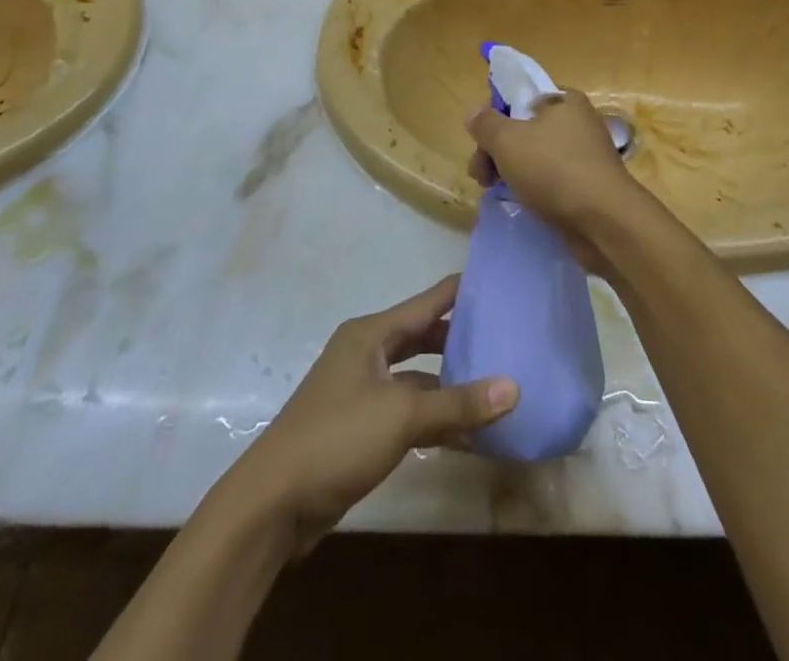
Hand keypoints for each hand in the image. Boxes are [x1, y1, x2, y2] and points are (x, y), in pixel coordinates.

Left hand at [227, 276, 516, 553]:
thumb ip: (458, 402)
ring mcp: (362, 391)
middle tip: (506, 338)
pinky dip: (434, 418)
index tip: (501, 285)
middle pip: (422, 337)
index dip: (461, 293)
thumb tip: (514, 388)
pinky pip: (408, 411)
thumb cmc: (337, 438)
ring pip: (417, 377)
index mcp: (370, 333)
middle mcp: (366, 353)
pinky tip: (468, 434)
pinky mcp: (362, 427)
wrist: (274, 503)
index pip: (426, 302)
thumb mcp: (402, 416)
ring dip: (450, 384)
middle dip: (460, 340)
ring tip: (495, 386)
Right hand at [465, 89, 650, 271]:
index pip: (520, 97)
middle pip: (524, 128)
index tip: (480, 142)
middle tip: (479, 175)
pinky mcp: (587, 185)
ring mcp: (584, 155)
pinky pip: (551, 179)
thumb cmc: (555, 169)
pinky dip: (533, 188)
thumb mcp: (508, 140)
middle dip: (496, 150)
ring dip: (510, 171)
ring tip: (493, 191)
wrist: (605, 222)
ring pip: (535, 156)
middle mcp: (578, 122)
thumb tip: (474, 113)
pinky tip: (521, 202)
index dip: (495, 116)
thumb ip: (486, 123)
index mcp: (564, 100)